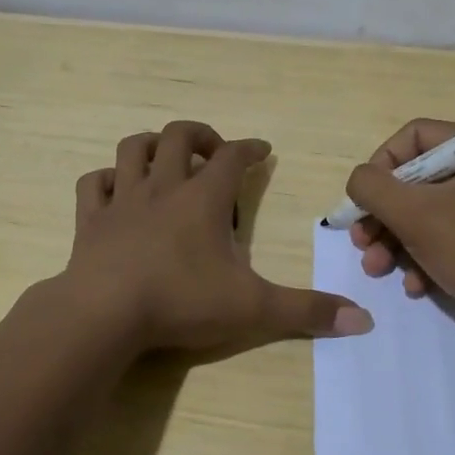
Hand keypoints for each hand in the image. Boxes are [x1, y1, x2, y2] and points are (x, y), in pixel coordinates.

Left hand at [67, 121, 373, 353]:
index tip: (263, 150)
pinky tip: (114, 190)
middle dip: (202, 136)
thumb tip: (364, 319)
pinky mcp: (91, 220)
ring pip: (133, 149)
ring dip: (152, 145)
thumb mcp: (253, 309)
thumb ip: (307, 311)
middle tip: (215, 153)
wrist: (104, 313)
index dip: (251, 148)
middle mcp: (163, 187)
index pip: (234, 157)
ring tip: (166, 159)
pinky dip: (105, 180)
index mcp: (203, 198)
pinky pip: (93, 184)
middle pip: (180, 136)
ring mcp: (122, 200)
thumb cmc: (181, 301)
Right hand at [344, 117, 454, 329]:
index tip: (365, 201)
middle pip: (416, 179)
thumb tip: (359, 180)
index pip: (414, 137)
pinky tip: (414, 286)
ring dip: (394, 241)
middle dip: (382, 215)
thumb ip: (373, 188)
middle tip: (361, 242)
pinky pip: (447, 236)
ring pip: (426, 212)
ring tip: (377, 269)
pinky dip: (424, 257)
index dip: (381, 165)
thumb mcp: (414, 214)